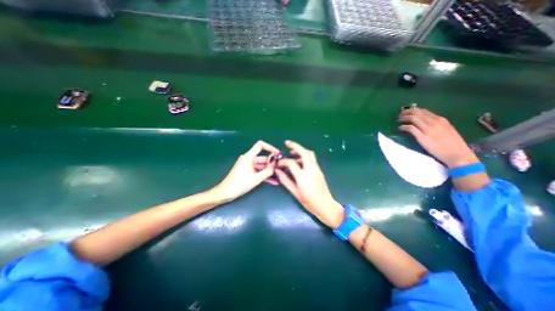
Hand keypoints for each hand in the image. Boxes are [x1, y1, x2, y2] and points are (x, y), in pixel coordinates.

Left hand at [213, 140, 281, 200]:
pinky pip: (258, 171)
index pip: (260, 145)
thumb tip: (276, 164)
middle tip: (282, 168)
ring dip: (270, 170)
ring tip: (280, 175)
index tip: (278, 154)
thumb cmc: (240, 184)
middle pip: (263, 157)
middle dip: (272, 163)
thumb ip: (268, 171)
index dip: (270, 147)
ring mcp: (248, 165)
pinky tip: (274, 181)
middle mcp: (249, 159)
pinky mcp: (248, 171)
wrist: (226, 192)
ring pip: (262, 166)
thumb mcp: (256, 178)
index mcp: (249, 157)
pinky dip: (265, 175)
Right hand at [275, 141, 344, 227]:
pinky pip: (312, 159)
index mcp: (303, 178)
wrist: (326, 206)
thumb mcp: (295, 193)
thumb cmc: (309, 202)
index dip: (284, 161)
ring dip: (301, 150)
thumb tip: (277, 171)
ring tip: (292, 153)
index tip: (279, 163)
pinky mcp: (319, 170)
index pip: (292, 163)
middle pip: (305, 153)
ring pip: (310, 154)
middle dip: (295, 146)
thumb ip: (285, 180)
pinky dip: (305, 156)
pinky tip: (299, 161)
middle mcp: (311, 170)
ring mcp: (317, 169)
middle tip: (287, 143)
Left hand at [400, 108, 476, 167]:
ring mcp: (428, 129)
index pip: (424, 111)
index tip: (406, 112)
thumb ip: (436, 125)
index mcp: (441, 119)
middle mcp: (434, 122)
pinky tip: (400, 128)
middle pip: (417, 112)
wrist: (457, 154)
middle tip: (400, 115)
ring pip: (413, 118)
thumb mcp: (446, 130)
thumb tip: (424, 122)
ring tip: (398, 120)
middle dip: (406, 112)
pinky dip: (403, 127)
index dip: (413, 110)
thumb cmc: (453, 144)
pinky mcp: (422, 136)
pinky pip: (410, 128)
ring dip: (403, 118)